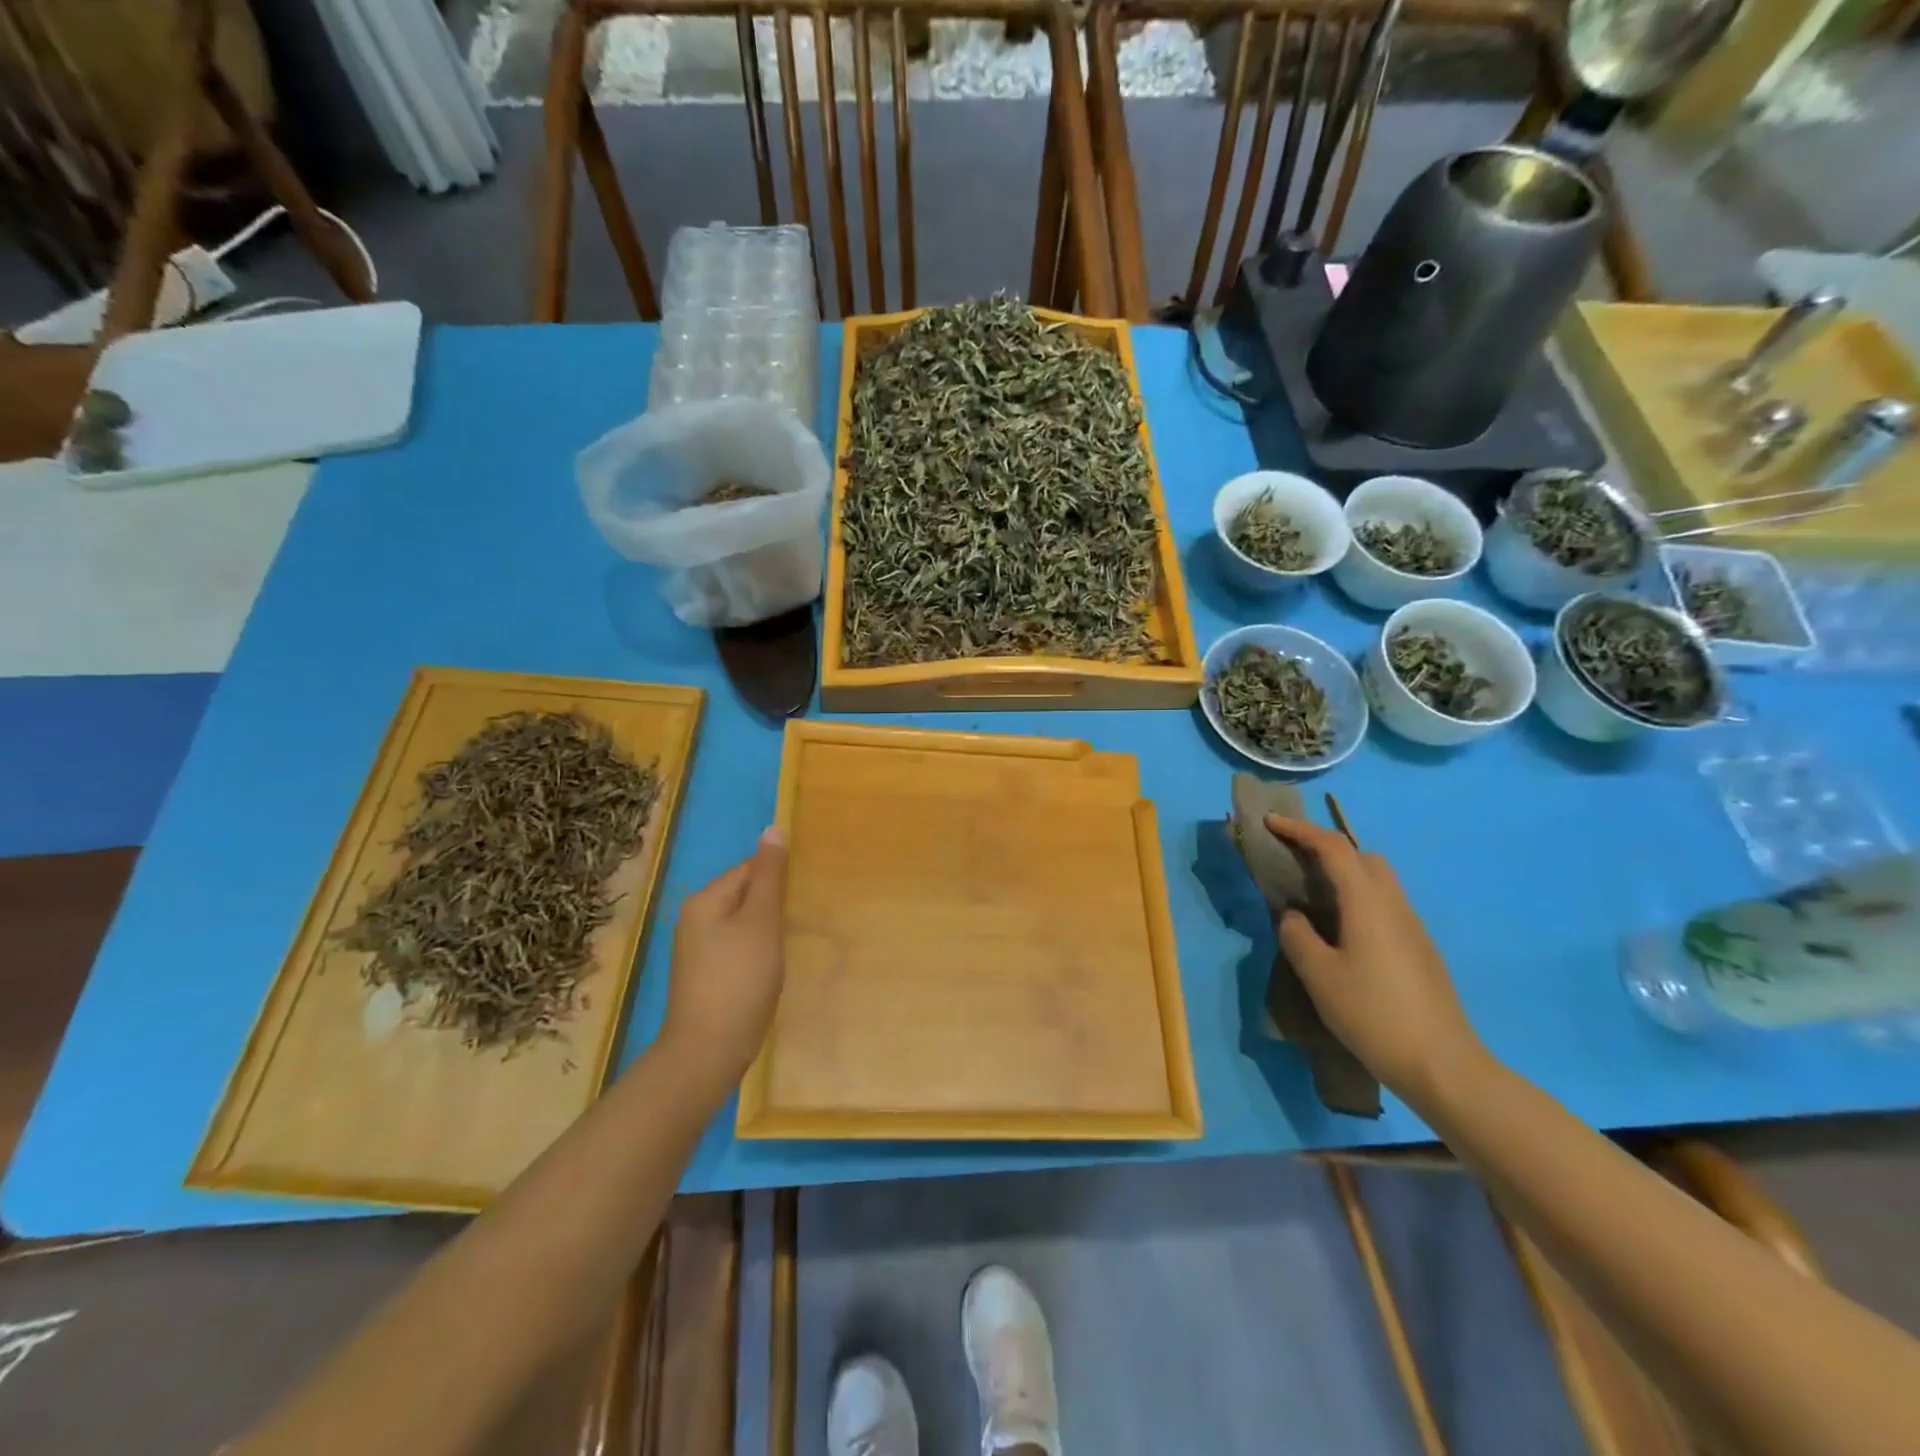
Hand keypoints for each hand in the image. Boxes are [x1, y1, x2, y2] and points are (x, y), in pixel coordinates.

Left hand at [661, 827, 787, 1084]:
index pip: (749, 869)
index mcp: (705, 900)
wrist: (707, 1051)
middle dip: (775, 902)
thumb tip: (773, 828)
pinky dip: (757, 949)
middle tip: (807, 916)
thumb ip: (769, 876)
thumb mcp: (761, 922)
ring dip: (768, 927)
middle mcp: (694, 918)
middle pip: (744, 894)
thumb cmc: (739, 980)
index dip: (779, 878)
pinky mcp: (705, 975)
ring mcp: (697, 949)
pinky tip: (774, 965)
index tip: (807, 893)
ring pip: (743, 922)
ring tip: (795, 940)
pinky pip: (737, 946)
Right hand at [1264, 814, 1485, 1101]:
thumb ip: (1297, 935)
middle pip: (1363, 857)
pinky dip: (1357, 900)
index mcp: (1367, 902)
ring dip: (1344, 875)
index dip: (1299, 829)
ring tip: (1312, 899)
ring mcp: (1413, 927)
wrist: (1443, 1065)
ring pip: (1378, 881)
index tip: (1270, 822)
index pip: (1333, 847)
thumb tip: (1293, 915)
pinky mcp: (1420, 949)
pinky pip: (1384, 905)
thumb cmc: (1373, 1014)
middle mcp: (1394, 904)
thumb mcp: (1319, 975)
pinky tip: (1341, 933)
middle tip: (1293, 862)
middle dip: (1326, 848)